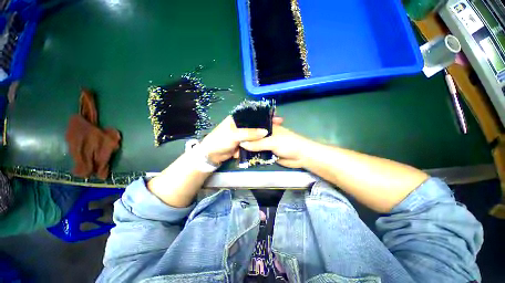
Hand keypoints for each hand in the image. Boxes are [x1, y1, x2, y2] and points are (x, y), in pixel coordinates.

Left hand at [199, 116, 282, 164]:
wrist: (211, 155)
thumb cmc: (220, 140)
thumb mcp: (235, 135)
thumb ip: (250, 133)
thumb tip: (265, 132)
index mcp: (238, 118)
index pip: (253, 114)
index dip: (264, 114)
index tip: (275, 116)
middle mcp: (241, 125)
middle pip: (256, 124)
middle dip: (266, 125)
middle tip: (278, 125)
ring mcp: (243, 134)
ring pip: (255, 134)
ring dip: (263, 135)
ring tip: (275, 135)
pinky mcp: (243, 143)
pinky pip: (253, 142)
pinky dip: (258, 143)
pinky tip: (267, 143)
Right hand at [239, 125, 312, 167]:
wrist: (301, 157)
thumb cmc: (288, 144)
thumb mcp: (272, 142)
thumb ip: (257, 143)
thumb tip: (242, 144)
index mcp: (268, 128)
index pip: (254, 126)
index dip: (245, 128)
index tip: (233, 131)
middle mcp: (266, 135)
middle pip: (254, 136)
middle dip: (245, 139)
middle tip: (232, 142)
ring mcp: (267, 144)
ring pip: (255, 145)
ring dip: (248, 148)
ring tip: (235, 150)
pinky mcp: (268, 153)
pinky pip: (259, 153)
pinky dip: (253, 155)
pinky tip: (244, 156)